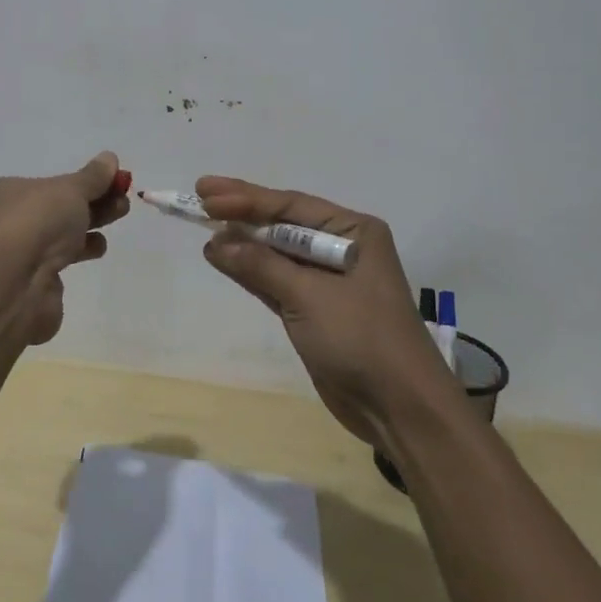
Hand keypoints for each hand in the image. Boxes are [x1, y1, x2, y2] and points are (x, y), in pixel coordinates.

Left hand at [0, 152, 129, 345]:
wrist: (14, 285)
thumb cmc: (37, 222)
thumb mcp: (70, 190)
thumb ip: (92, 177)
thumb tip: (110, 158)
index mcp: (7, 192)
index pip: (49, 182)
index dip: (83, 180)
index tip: (114, 180)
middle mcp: (8, 221)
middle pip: (58, 207)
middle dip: (93, 201)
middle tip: (123, 200)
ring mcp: (20, 253)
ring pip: (61, 233)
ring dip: (91, 224)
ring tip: (118, 217)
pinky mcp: (33, 281)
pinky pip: (60, 260)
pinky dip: (79, 252)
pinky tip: (97, 248)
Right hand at [196, 176, 455, 447]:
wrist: (400, 408)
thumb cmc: (361, 338)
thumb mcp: (309, 296)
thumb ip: (262, 266)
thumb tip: (217, 242)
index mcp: (353, 232)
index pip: (291, 206)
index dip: (246, 198)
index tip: (206, 193)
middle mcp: (342, 247)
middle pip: (283, 224)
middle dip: (242, 212)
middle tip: (199, 194)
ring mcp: (328, 280)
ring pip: (277, 252)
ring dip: (243, 241)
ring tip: (203, 224)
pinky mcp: (316, 310)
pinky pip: (276, 280)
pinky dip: (251, 271)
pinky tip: (223, 260)